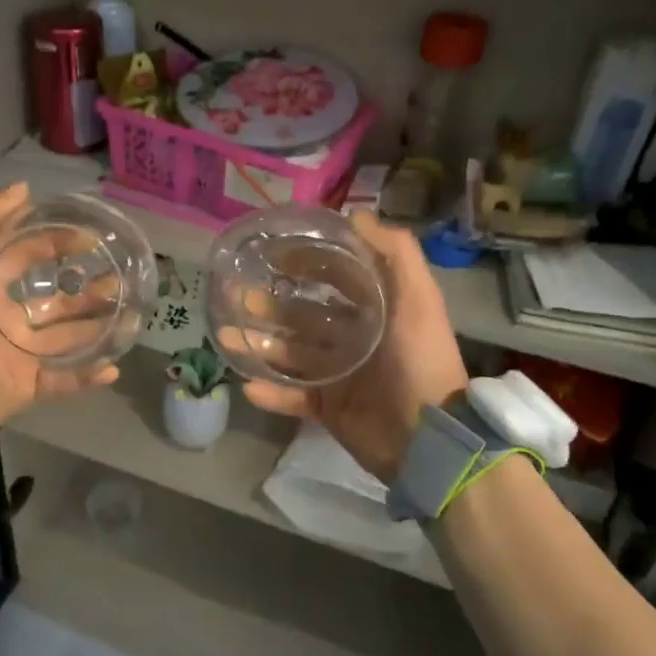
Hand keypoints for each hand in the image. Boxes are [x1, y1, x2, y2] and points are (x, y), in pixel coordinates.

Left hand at [0, 182, 119, 434]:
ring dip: (100, 328)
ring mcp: (22, 354)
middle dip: (89, 289)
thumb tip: (24, 190)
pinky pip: (64, 381)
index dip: (57, 242)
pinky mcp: (28, 386)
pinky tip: (112, 368)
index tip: (90, 238)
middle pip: (59, 300)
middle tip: (119, 279)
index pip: (30, 256)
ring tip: (131, 317)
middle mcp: (11, 317)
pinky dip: (89, 377)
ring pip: (70, 338)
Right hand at [234, 212, 468, 481]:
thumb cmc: (420, 361)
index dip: (309, 262)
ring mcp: (341, 375)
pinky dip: (272, 392)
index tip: (274, 255)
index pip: (338, 277)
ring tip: (228, 336)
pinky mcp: (330, 408)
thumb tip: (356, 215)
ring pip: (292, 353)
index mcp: (378, 310)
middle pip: (306, 315)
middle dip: (273, 305)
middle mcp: (357, 338)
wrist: (428, 440)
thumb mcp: (418, 299)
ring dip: (261, 344)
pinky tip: (248, 385)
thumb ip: (395, 252)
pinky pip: (293, 397)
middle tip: (239, 295)